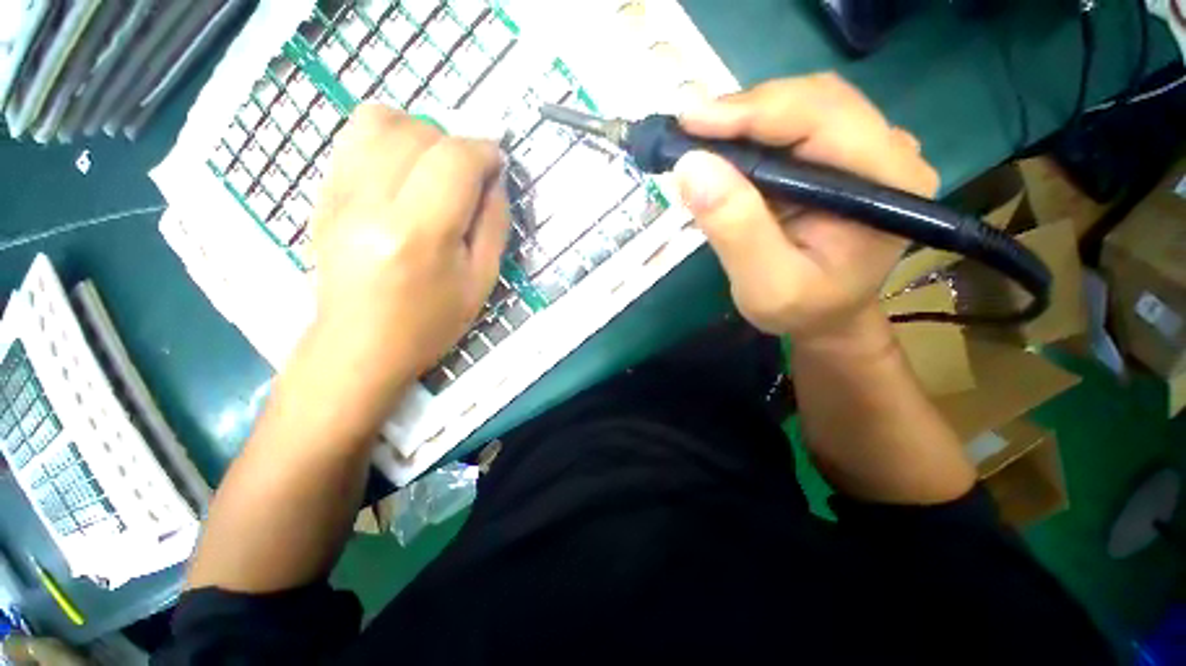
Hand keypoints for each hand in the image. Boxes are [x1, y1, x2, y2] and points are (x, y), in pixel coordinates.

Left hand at [311, 104, 508, 381]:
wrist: (360, 346)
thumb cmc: (430, 323)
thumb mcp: (481, 281)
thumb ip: (494, 225)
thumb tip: (495, 180)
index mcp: (420, 234)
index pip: (454, 160)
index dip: (484, 153)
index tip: (497, 165)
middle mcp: (373, 203)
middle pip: (419, 132)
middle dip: (456, 145)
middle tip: (468, 177)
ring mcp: (339, 194)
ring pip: (380, 120)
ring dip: (420, 133)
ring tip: (434, 167)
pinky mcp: (323, 194)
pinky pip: (354, 136)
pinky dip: (388, 138)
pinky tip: (403, 170)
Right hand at [674, 74, 939, 343]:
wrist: (826, 317)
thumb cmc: (802, 309)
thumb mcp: (765, 284)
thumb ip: (736, 228)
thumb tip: (691, 166)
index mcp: (886, 182)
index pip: (822, 118)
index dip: (753, 112)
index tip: (690, 121)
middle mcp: (887, 152)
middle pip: (813, 100)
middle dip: (745, 111)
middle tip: (688, 131)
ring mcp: (867, 148)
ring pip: (802, 105)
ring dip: (745, 119)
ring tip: (700, 141)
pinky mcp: (842, 155)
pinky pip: (795, 125)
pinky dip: (752, 132)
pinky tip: (725, 150)